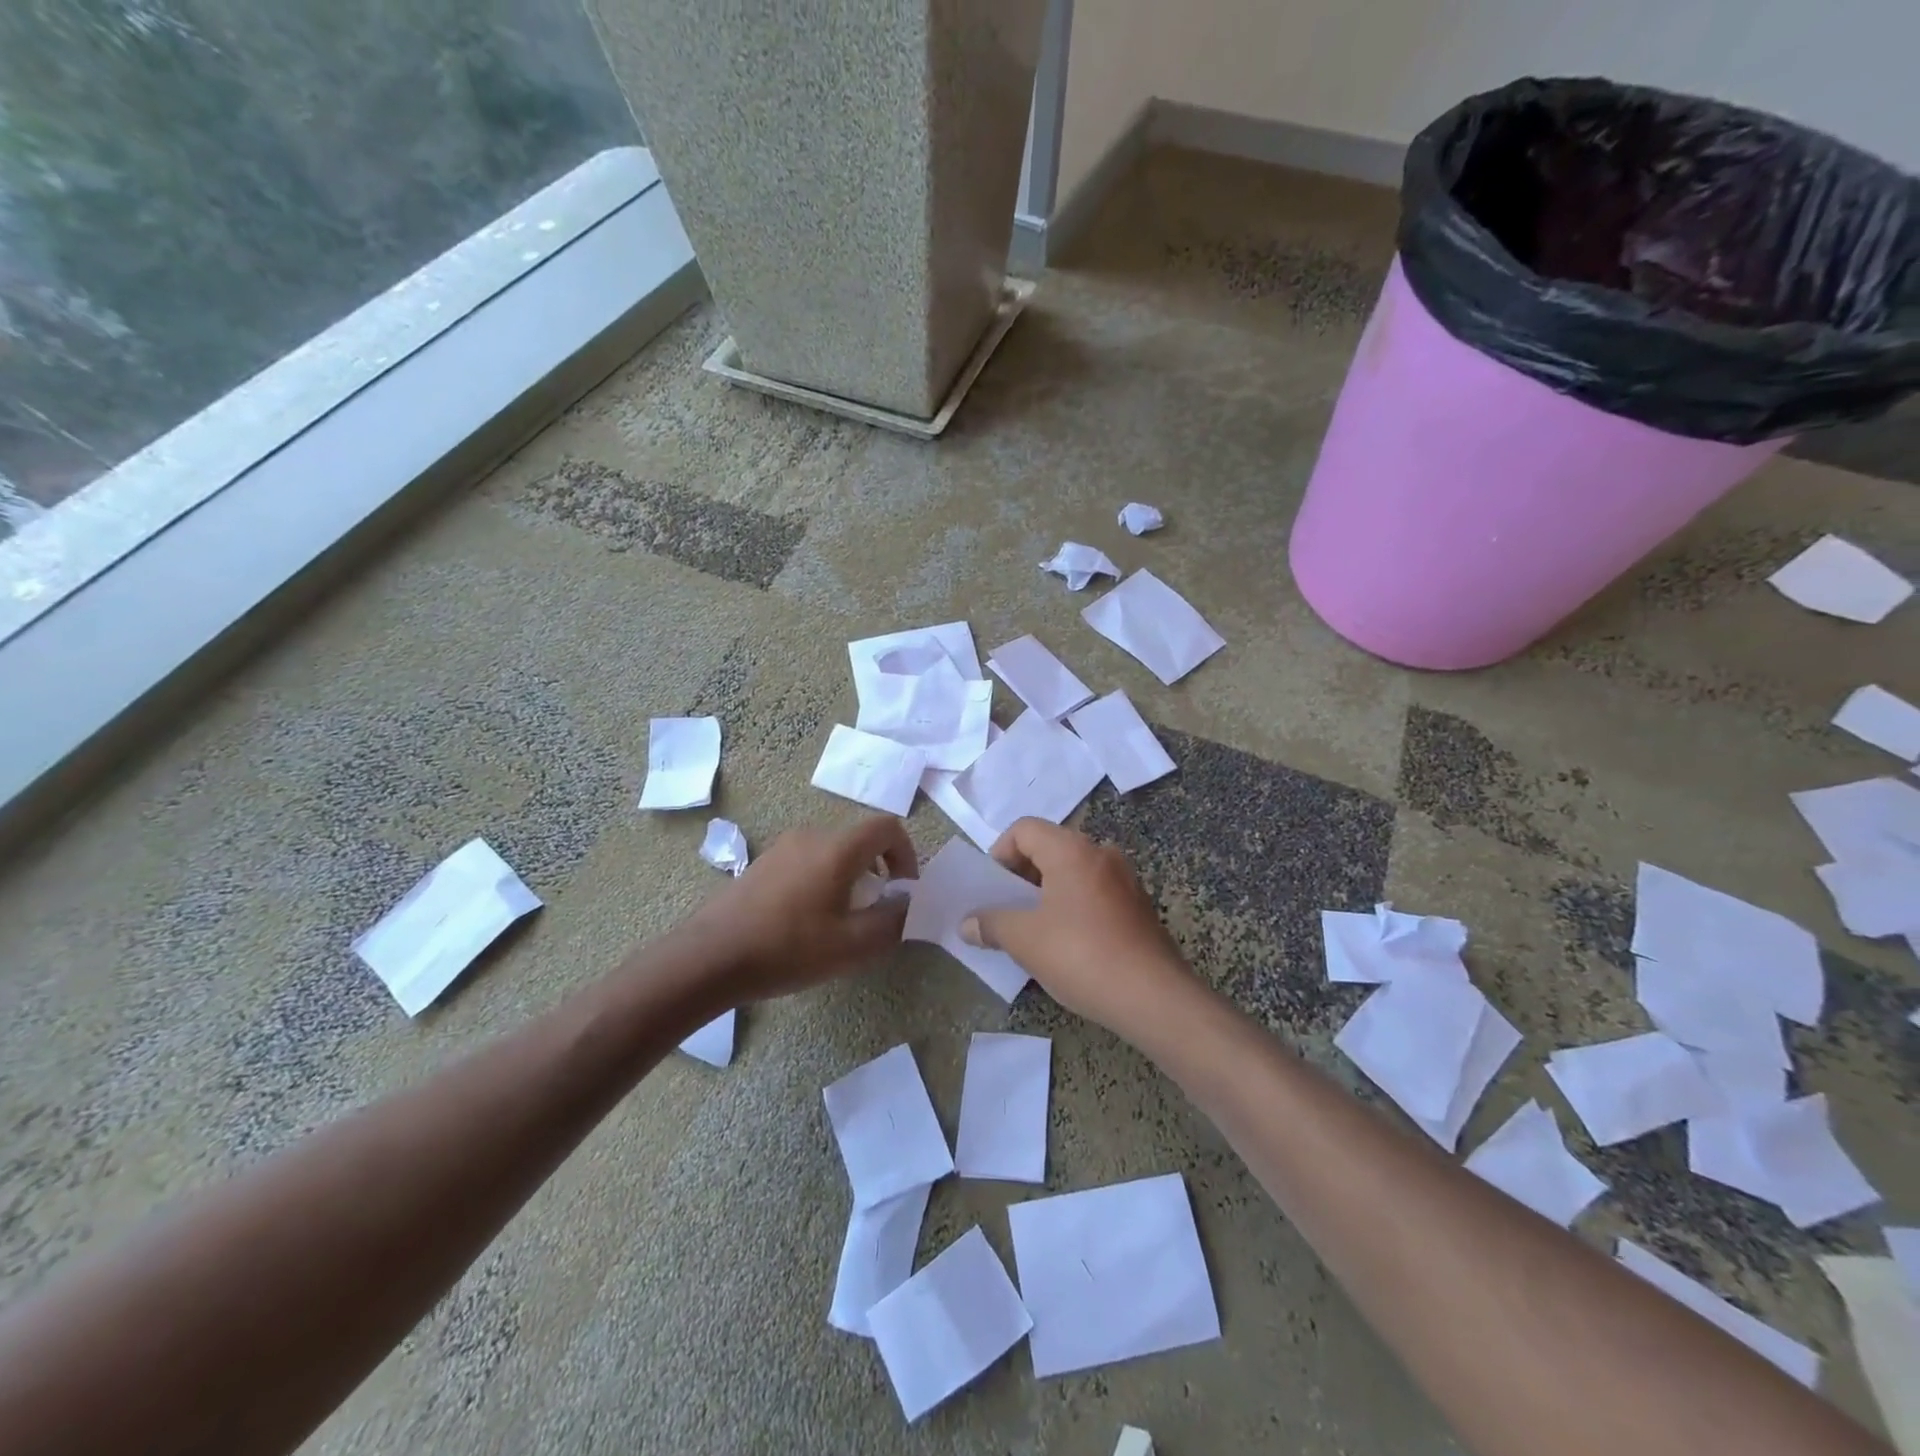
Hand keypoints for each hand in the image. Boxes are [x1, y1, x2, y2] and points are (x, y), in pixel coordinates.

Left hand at [689, 814, 917, 1002]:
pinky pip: (808, 861)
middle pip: (860, 839)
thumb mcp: (852, 945)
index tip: (903, 890)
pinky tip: (808, 921)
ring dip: (851, 877)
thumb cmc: (788, 948)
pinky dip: (824, 880)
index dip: (906, 854)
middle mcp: (812, 836)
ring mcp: (783, 847)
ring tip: (842, 919)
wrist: (711, 957)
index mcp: (837, 848)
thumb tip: (909, 904)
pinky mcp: (764, 864)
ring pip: (833, 851)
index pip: (887, 827)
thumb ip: (892, 921)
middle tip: (876, 910)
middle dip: (879, 870)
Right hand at [960, 818, 1195, 1037]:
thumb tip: (967, 924)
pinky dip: (1072, 906)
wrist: (1154, 998)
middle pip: (1049, 847)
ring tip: (1032, 929)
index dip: (999, 853)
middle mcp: (1101, 853)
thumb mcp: (1025, 940)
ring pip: (1073, 871)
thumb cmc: (1081, 955)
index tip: (992, 889)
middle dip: (1021, 875)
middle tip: (1005, 909)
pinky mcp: (1138, 906)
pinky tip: (1066, 943)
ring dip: (1046, 893)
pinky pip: (1094, 892)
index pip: (1024, 829)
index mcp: (1072, 850)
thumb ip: (991, 924)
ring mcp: (1125, 879)